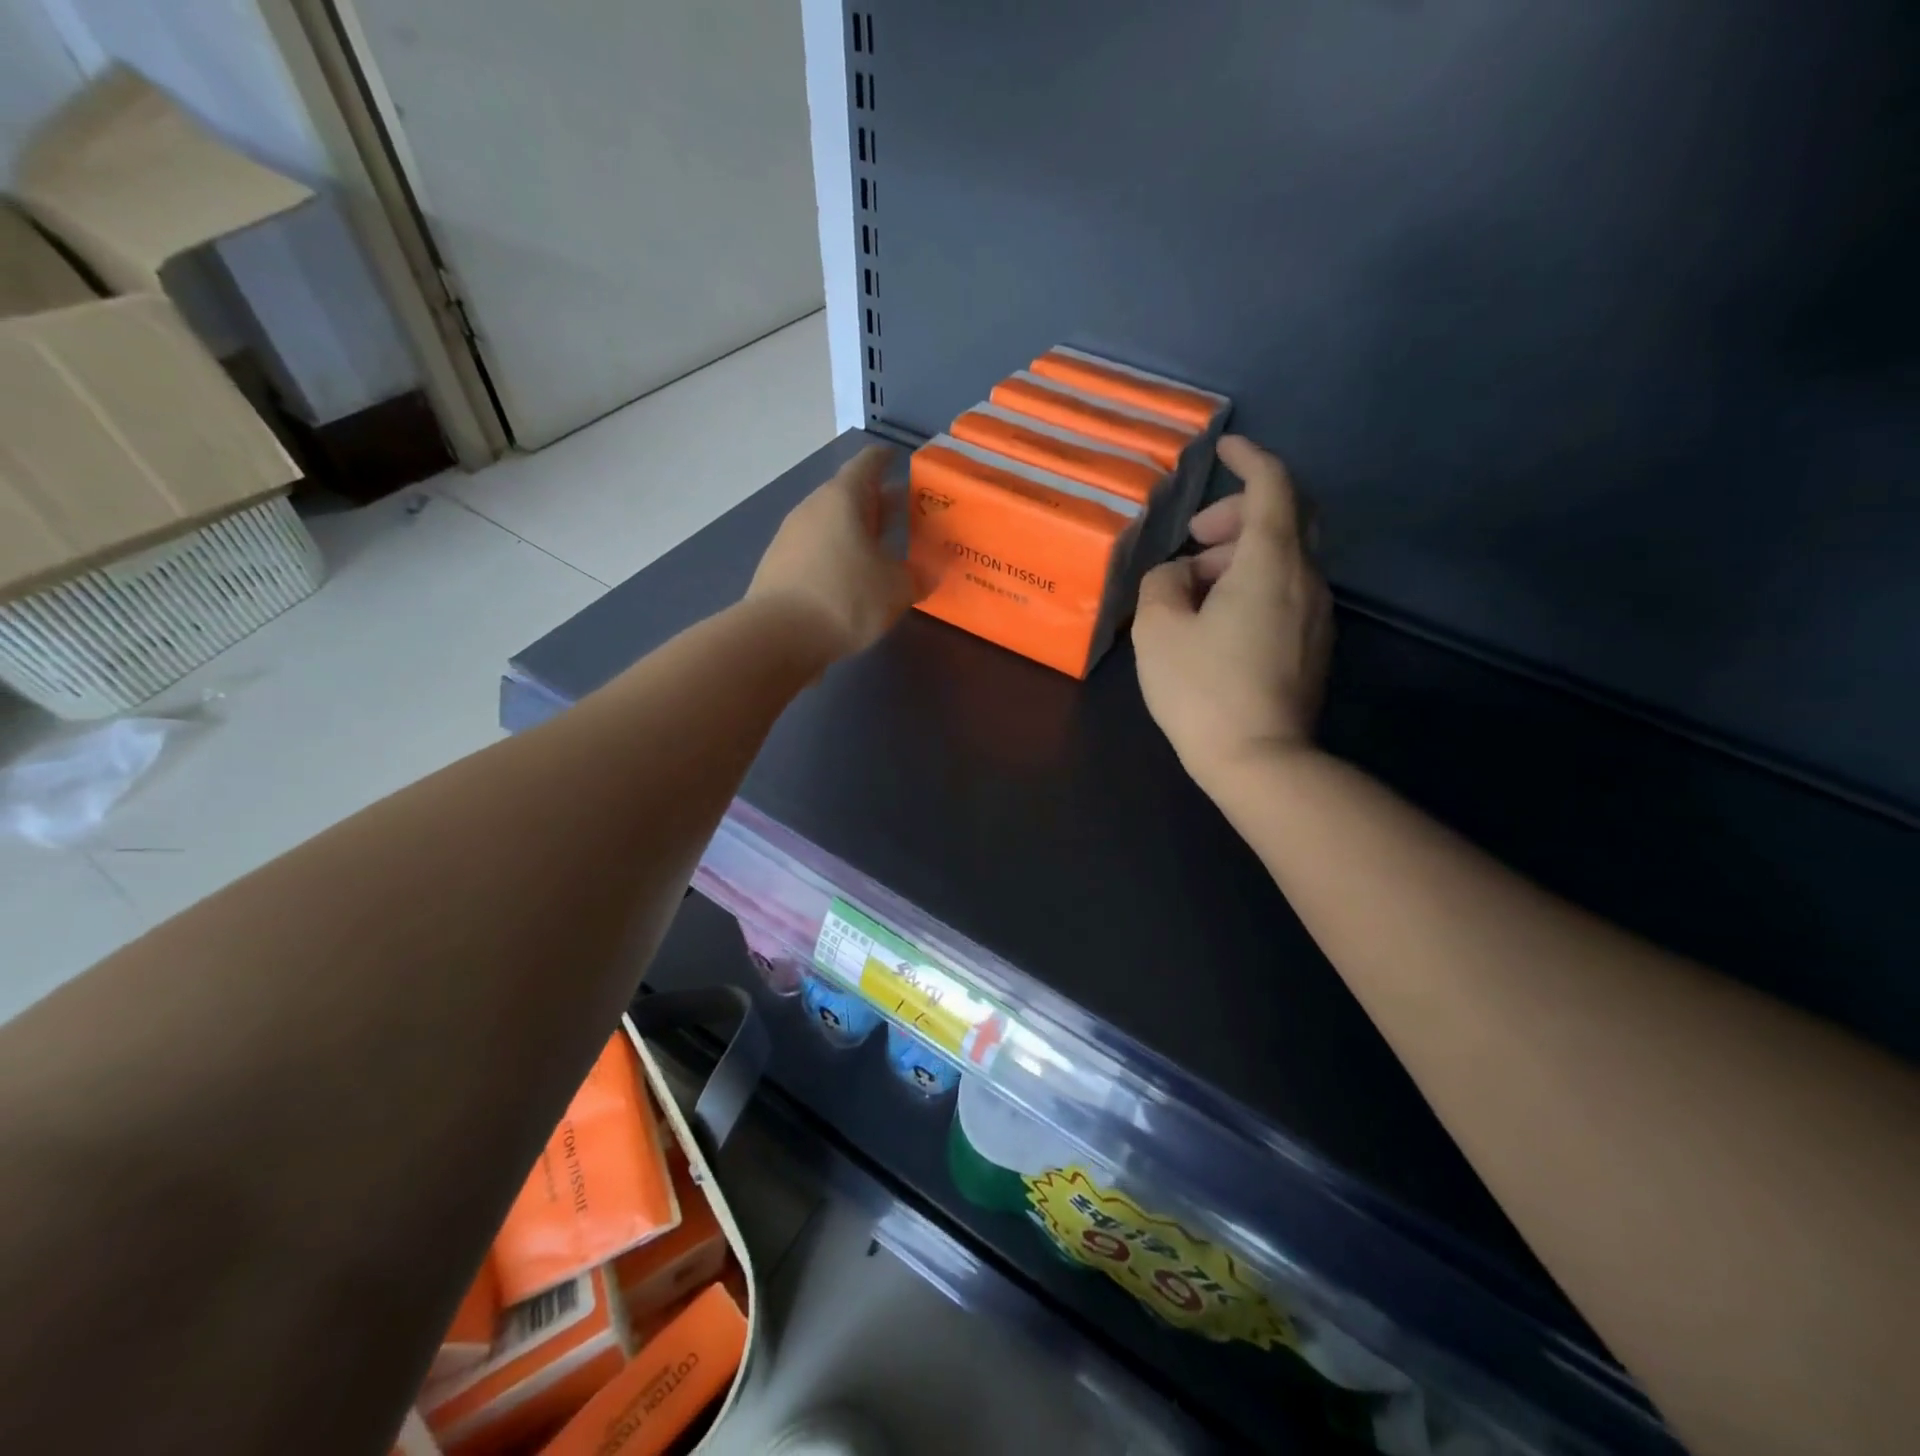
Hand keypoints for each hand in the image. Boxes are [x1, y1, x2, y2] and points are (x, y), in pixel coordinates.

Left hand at [747, 445, 923, 660]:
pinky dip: (838, 556)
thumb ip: (917, 577)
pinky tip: (853, 579)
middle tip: (905, 512)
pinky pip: (818, 551)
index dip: (885, 459)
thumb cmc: (844, 598)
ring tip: (883, 550)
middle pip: (849, 496)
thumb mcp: (896, 589)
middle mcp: (813, 508)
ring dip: (857, 533)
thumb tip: (927, 573)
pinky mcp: (779, 567)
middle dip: (877, 503)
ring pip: (832, 525)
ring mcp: (791, 537)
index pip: (868, 464)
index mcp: (843, 498)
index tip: (899, 460)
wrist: (776, 637)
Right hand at [1133, 436, 1333, 787]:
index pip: (1273, 486)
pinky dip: (1254, 584)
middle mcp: (1306, 579)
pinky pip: (1286, 592)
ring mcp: (1317, 615)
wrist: (1260, 760)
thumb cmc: (1203, 689)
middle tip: (1196, 539)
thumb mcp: (1158, 629)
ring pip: (1285, 558)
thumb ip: (1162, 583)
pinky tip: (1219, 619)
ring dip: (1241, 556)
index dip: (1250, 457)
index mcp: (1270, 563)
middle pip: (1286, 518)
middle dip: (1240, 514)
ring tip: (1194, 589)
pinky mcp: (1314, 645)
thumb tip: (1179, 573)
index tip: (1225, 447)